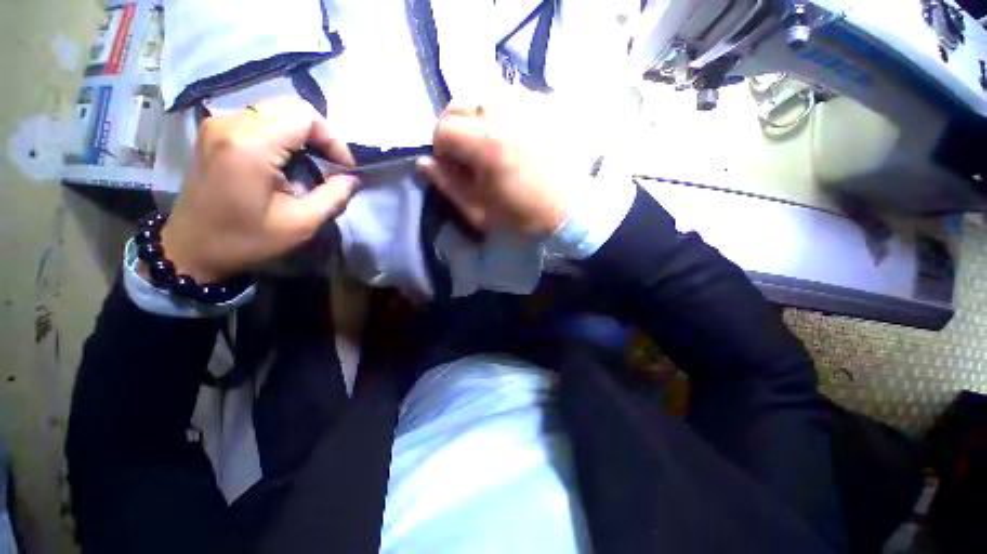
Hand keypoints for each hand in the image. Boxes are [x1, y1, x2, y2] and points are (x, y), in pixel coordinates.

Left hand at [158, 98, 357, 281]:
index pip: (304, 116)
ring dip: (302, 132)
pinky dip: (283, 132)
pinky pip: (259, 117)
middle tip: (332, 163)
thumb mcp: (300, 224)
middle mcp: (230, 123)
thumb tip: (353, 178)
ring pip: (275, 108)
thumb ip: (333, 197)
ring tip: (315, 161)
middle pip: (290, 106)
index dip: (333, 139)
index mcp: (250, 146)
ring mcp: (218, 124)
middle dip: (320, 133)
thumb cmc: (246, 239)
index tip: (344, 168)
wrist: (192, 247)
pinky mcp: (214, 131)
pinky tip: (289, 158)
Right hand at [416, 102, 568, 236]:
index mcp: (486, 145)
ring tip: (486, 144)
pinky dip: (497, 113)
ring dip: (475, 118)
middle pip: (459, 104)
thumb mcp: (480, 212)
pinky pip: (508, 98)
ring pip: (483, 96)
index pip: (443, 129)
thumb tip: (422, 164)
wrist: (569, 211)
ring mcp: (526, 107)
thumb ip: (449, 186)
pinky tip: (507, 135)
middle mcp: (504, 115)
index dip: (440, 150)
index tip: (451, 168)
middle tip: (465, 154)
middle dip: (453, 128)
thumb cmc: (523, 216)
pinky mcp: (542, 108)